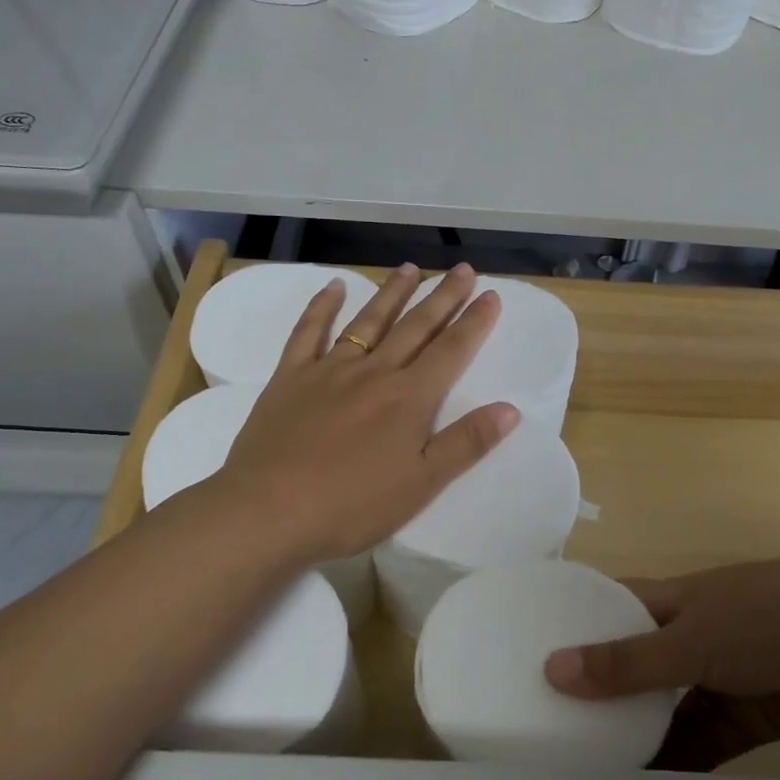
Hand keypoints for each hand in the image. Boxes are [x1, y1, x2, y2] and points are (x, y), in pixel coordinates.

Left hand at [210, 263, 519, 565]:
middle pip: (415, 327)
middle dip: (443, 297)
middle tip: (462, 270)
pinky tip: (333, 286)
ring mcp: (330, 369)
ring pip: (368, 320)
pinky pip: (308, 332)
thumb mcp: (422, 484)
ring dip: (392, 293)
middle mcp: (374, 372)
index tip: (491, 295)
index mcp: (409, 398)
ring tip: (410, 268)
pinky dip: (321, 306)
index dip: (474, 322)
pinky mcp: (291, 377)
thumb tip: (511, 408)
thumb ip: (466, 443)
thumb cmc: (352, 505)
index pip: (451, 351)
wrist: (269, 511)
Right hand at [543, 556, 779, 771]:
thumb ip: (627, 662)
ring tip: (583, 774)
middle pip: (630, 665)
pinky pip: (700, 744)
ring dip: (635, 736)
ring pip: (662, 710)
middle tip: (545, 733)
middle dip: (597, 694)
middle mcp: (683, 637)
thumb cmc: (765, 618)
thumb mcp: (692, 637)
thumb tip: (552, 670)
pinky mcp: (745, 720)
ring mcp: (715, 679)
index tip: (523, 658)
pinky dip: (677, 765)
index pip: (606, 608)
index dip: (569, 628)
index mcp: (666, 601)